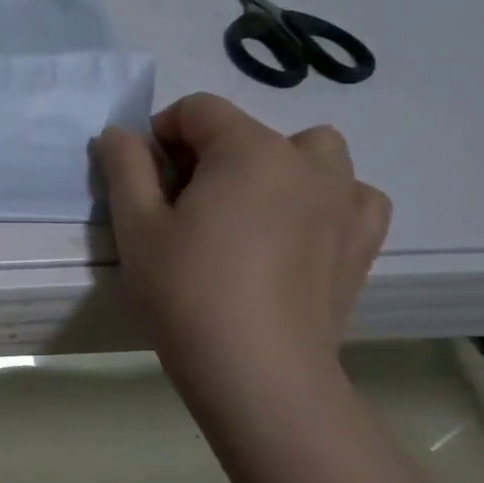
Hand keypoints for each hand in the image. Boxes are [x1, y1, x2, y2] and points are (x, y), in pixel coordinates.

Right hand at [94, 94, 390, 409]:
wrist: (258, 373)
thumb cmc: (186, 292)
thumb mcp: (136, 226)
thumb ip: (125, 166)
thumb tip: (120, 134)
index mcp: (249, 150)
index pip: (199, 109)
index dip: (162, 133)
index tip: (144, 179)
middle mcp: (306, 162)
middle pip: (249, 130)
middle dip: (210, 154)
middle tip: (183, 206)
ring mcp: (345, 200)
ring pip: (310, 154)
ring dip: (273, 167)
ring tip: (245, 213)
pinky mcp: (363, 241)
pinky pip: (348, 195)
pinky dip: (321, 199)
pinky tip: (295, 232)